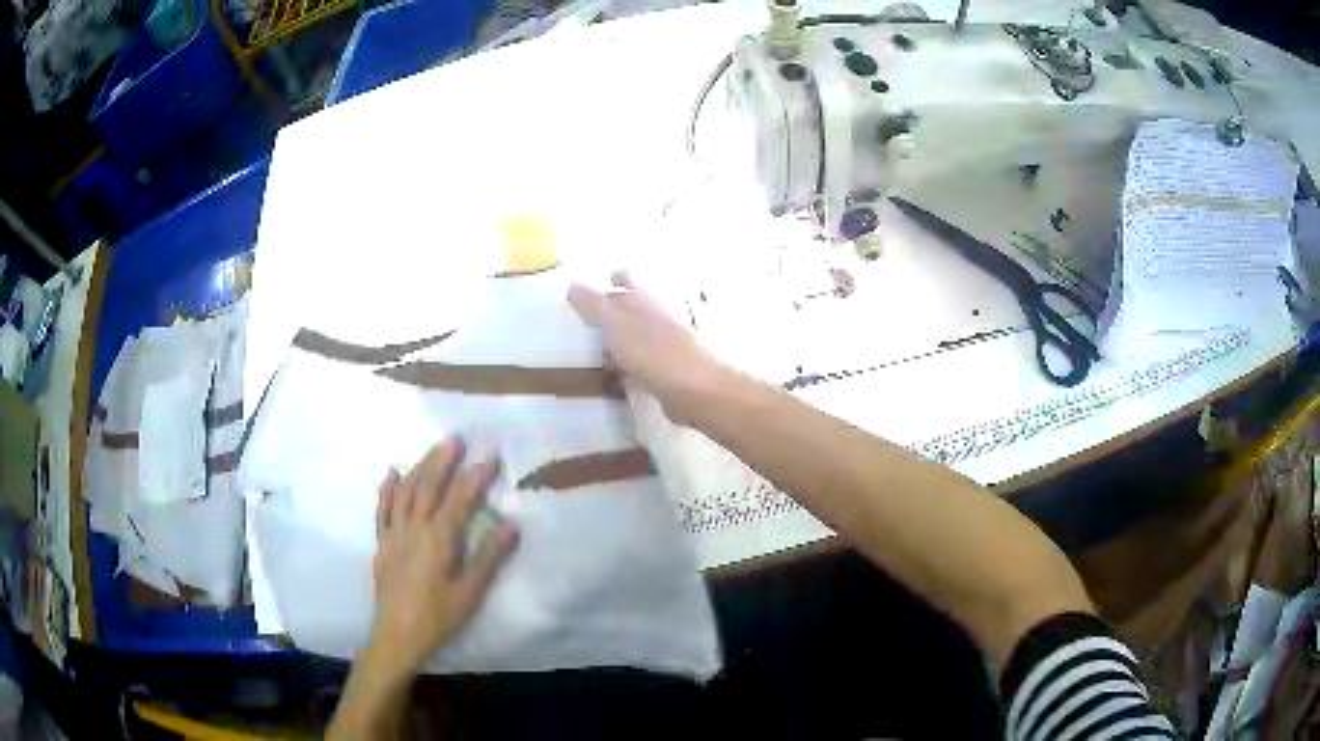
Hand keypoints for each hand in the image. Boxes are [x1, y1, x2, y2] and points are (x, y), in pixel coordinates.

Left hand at [365, 438, 518, 680]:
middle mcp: (413, 529)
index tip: (489, 455)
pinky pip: (383, 509)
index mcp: (438, 539)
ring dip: (419, 467)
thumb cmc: (438, 618)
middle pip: (428, 487)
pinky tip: (392, 472)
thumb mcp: (470, 593)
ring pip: (405, 492)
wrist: (396, 637)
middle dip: (443, 461)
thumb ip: (489, 557)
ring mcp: (394, 534)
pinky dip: (388, 489)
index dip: (474, 476)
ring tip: (432, 450)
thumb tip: (511, 524)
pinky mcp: (382, 544)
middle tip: (456, 438)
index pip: (459, 499)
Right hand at [568, 271, 726, 424]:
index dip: (619, 276)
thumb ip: (593, 303)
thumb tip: (572, 285)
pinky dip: (634, 362)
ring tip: (602, 347)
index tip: (606, 279)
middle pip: (639, 304)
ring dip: (626, 337)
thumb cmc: (651, 349)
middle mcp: (662, 314)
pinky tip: (621, 374)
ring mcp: (671, 342)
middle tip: (595, 316)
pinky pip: (648, 360)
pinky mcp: (674, 369)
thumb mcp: (614, 321)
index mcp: (648, 297)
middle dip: (620, 307)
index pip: (632, 277)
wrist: (694, 388)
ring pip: (644, 332)